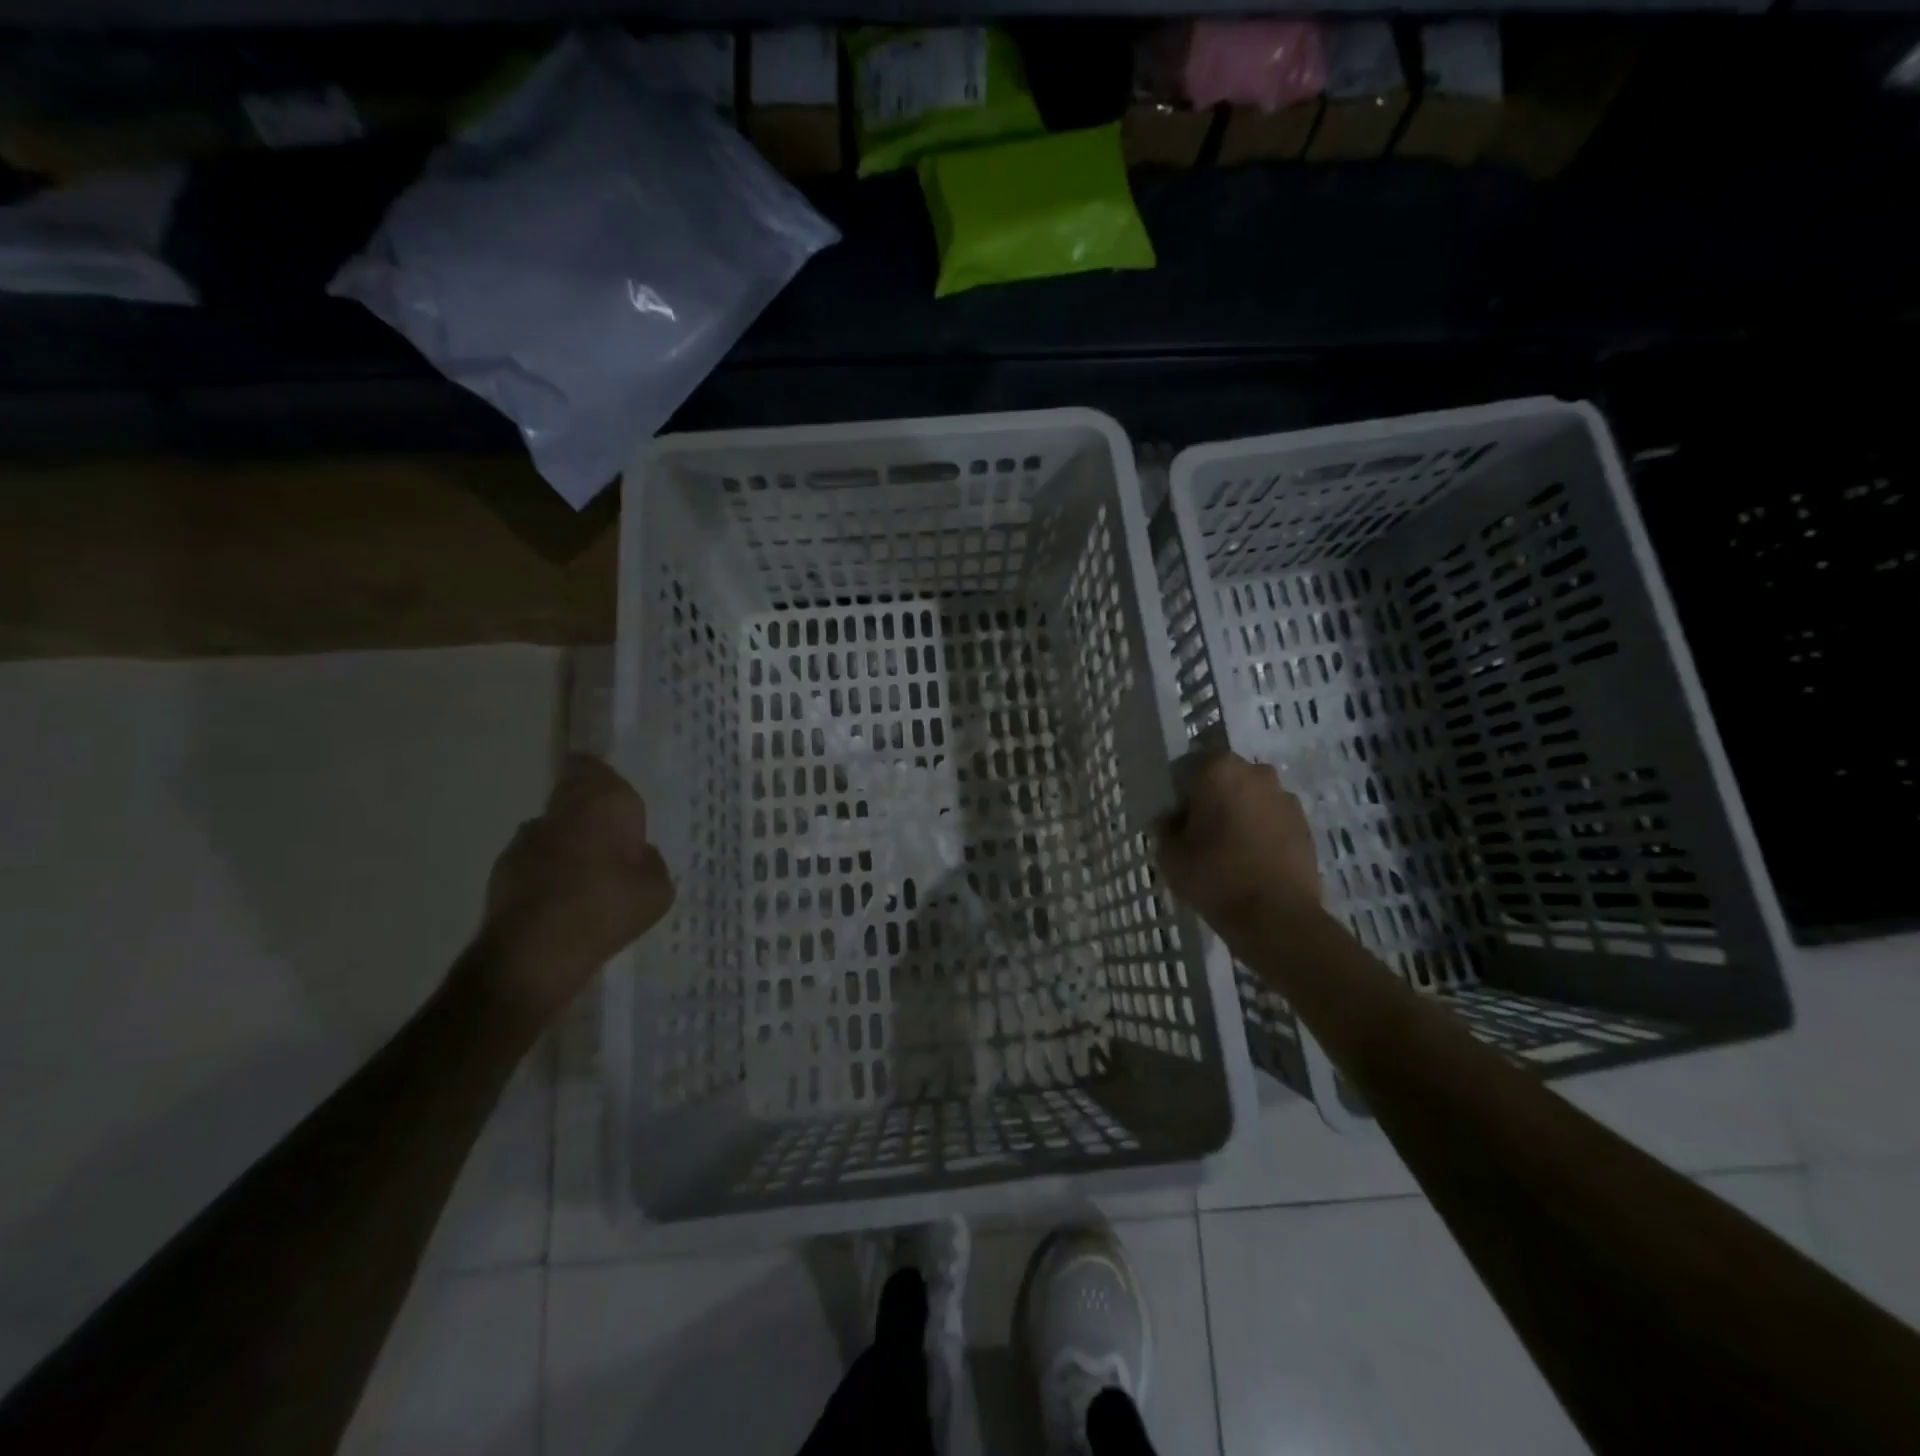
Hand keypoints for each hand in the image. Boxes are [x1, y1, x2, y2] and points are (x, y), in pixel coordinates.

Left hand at [472, 755, 674, 1020]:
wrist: (537, 951)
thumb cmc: (609, 907)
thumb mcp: (658, 889)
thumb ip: (650, 862)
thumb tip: (638, 855)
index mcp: (605, 801)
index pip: (592, 766)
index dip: (600, 778)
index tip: (613, 797)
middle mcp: (562, 809)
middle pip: (571, 794)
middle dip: (587, 811)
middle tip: (608, 839)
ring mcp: (527, 837)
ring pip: (552, 827)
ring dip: (565, 841)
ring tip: (583, 876)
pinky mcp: (502, 868)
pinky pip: (533, 859)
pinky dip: (545, 870)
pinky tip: (559, 900)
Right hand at [1156, 750, 1320, 933]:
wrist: (1277, 917)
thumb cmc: (1215, 877)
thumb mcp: (1169, 855)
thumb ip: (1165, 828)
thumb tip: (1172, 819)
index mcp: (1217, 770)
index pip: (1185, 768)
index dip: (1176, 794)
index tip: (1175, 820)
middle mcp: (1254, 772)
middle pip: (1221, 777)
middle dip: (1209, 798)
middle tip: (1198, 833)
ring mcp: (1284, 796)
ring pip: (1248, 796)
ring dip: (1236, 812)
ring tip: (1227, 848)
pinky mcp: (1304, 822)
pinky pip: (1270, 817)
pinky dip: (1259, 829)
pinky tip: (1251, 859)